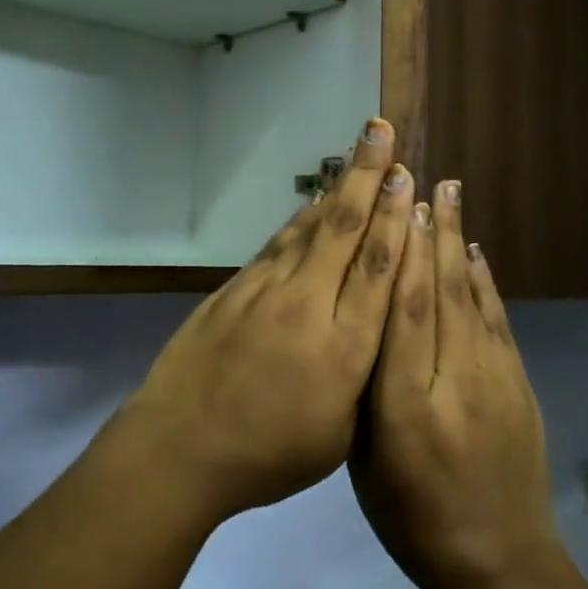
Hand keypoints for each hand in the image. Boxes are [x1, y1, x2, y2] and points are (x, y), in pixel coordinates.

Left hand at [120, 118, 414, 524]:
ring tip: (356, 150)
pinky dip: (302, 218)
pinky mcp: (236, 288)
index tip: (408, 177)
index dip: (396, 219)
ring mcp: (267, 291)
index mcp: (343, 350)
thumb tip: (375, 326)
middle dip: (368, 177)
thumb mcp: (337, 437)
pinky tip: (316, 201)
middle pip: (345, 231)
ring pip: (311, 228)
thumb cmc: (267, 456)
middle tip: (382, 132)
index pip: (377, 270)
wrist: (179, 447)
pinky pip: (279, 244)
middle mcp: (308, 307)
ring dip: (338, 187)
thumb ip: (363, 377)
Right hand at [351, 180, 562, 588]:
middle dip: (430, 232)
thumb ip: (366, 392)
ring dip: (457, 243)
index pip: (403, 315)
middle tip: (422, 180)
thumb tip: (366, 322)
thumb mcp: (366, 464)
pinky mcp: (521, 385)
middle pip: (440, 294)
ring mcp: (496, 382)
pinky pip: (499, 321)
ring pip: (471, 298)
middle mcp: (454, 383)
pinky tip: (475, 254)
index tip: (395, 208)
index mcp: (405, 409)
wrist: (498, 564)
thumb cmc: (413, 519)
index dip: (401, 256)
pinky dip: (485, 282)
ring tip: (449, 196)